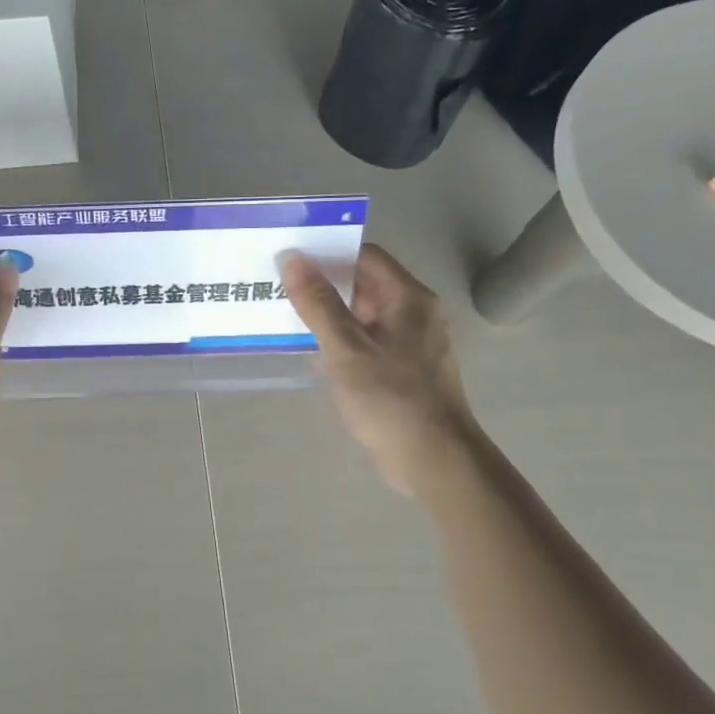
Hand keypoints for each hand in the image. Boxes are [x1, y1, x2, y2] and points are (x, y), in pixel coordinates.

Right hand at [280, 244, 475, 494]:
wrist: (434, 459)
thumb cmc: (391, 397)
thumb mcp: (346, 348)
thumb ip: (318, 303)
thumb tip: (292, 259)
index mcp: (409, 298)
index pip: (366, 257)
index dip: (329, 255)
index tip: (291, 261)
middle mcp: (415, 314)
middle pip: (365, 285)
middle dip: (324, 287)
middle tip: (280, 289)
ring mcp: (412, 344)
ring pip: (364, 317)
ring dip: (330, 318)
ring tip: (286, 319)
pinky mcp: (404, 371)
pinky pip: (368, 344)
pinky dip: (342, 344)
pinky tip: (311, 355)